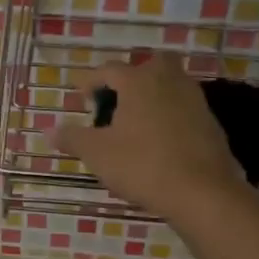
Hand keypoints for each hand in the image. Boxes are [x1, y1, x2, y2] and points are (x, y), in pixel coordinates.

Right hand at [53, 54, 244, 220]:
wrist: (202, 192)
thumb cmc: (142, 165)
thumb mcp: (97, 154)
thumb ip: (72, 138)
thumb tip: (48, 131)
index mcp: (139, 81)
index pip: (109, 70)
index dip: (91, 82)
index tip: (81, 98)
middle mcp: (169, 81)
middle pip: (149, 66)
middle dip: (131, 79)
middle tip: (116, 101)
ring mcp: (194, 100)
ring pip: (170, 86)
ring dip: (152, 97)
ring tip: (134, 124)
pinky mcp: (210, 123)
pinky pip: (183, 109)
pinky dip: (169, 117)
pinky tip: (158, 142)